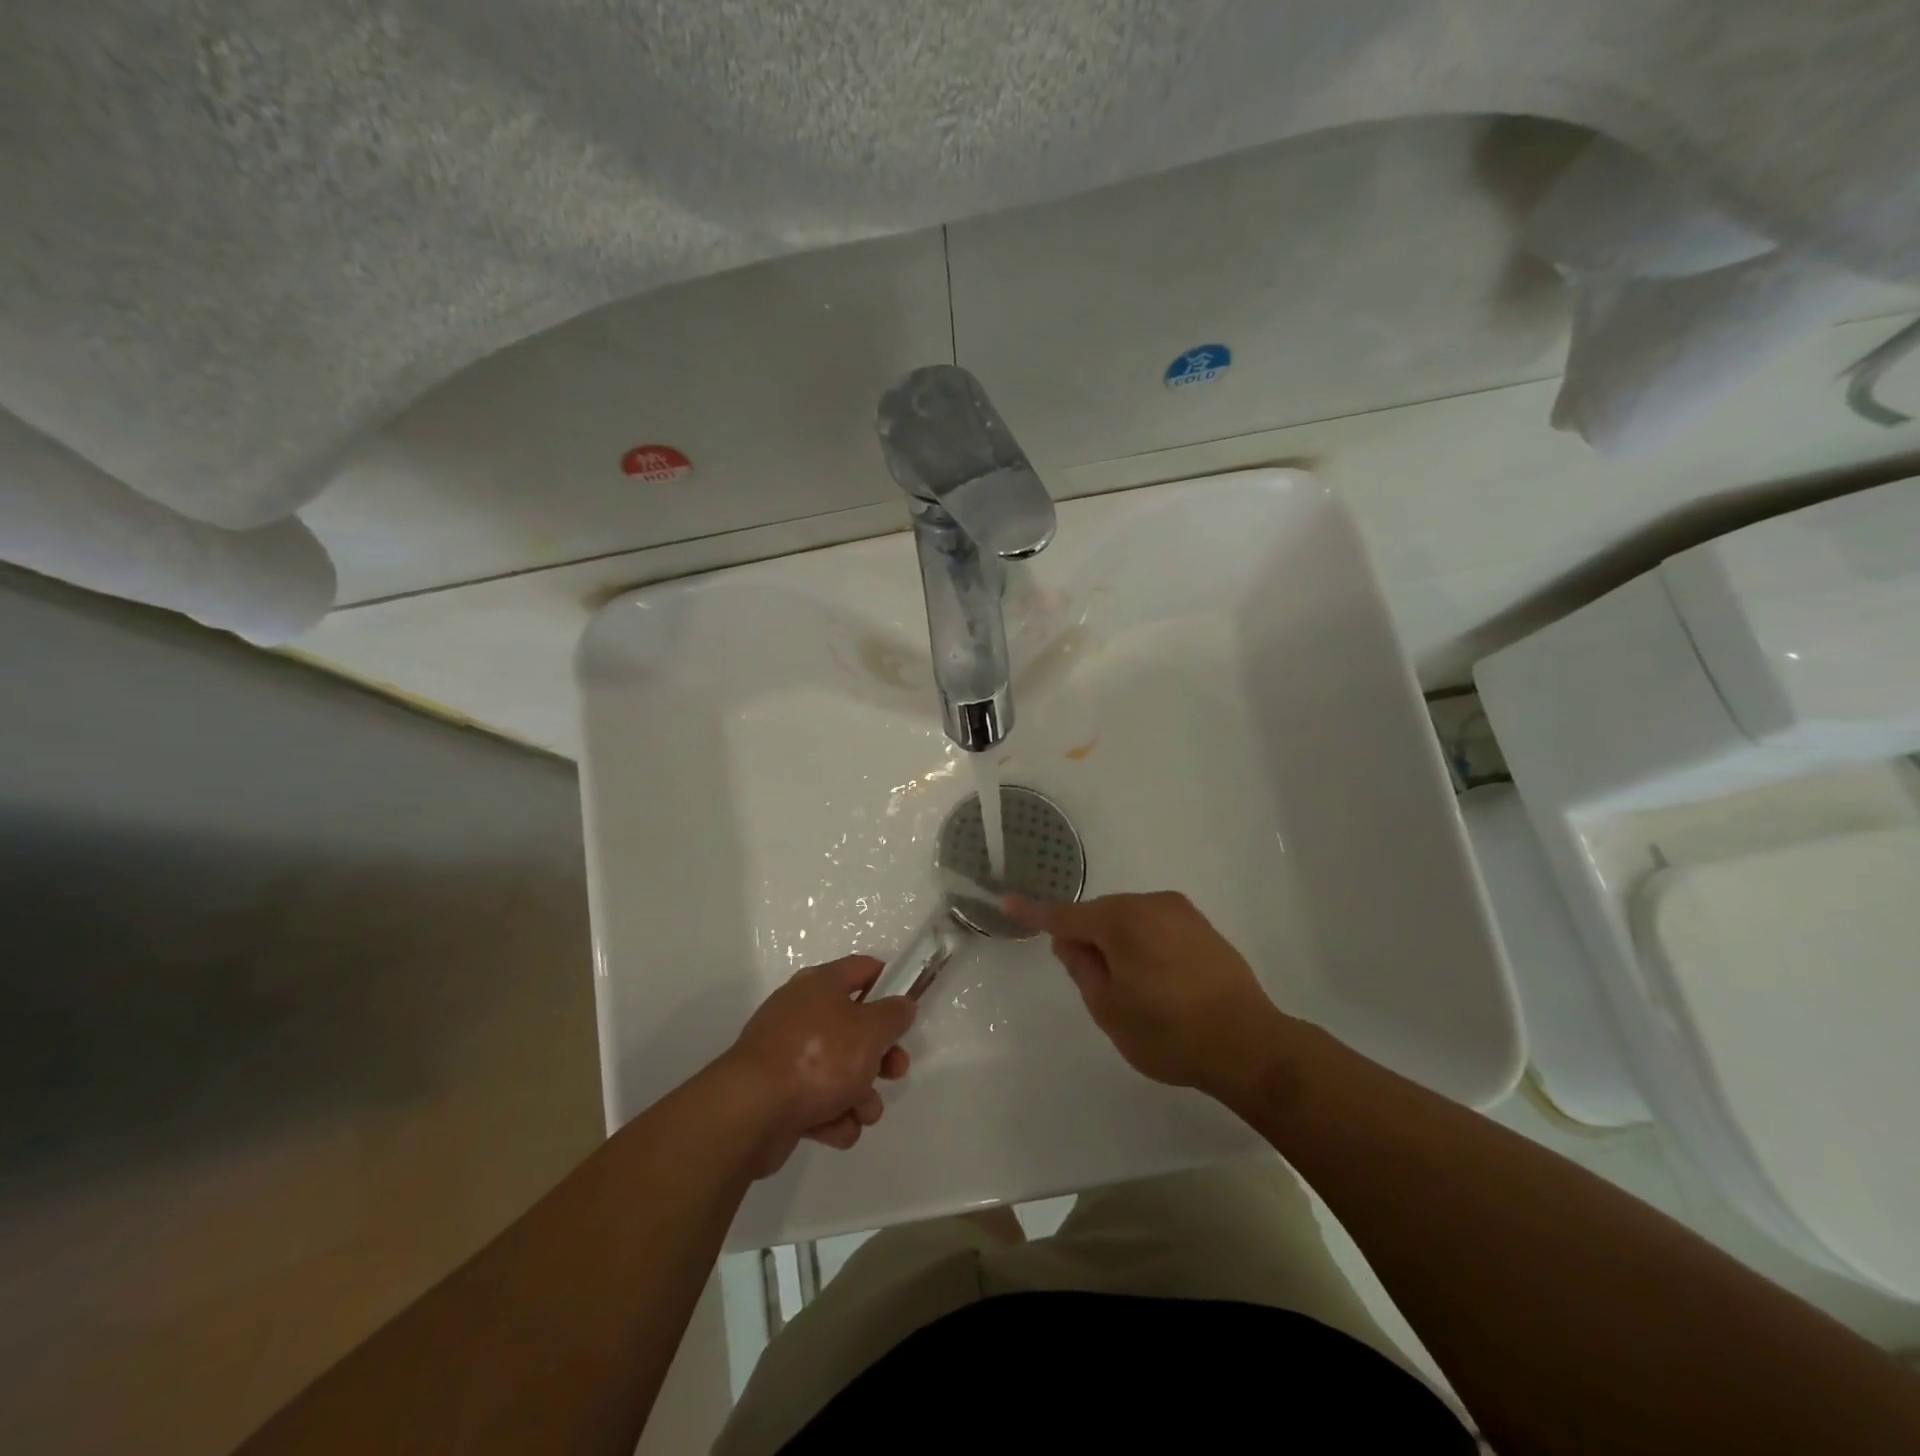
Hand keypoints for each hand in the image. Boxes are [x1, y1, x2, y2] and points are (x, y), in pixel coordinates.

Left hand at [718, 955, 915, 1175]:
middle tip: (896, 1071)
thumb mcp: (869, 1030)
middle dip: (881, 1055)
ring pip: (840, 1070)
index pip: (862, 969)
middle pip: (855, 1026)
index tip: (908, 1006)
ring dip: (860, 1094)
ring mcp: (788, 1054)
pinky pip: (818, 1101)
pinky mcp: (779, 1094)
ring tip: (862, 1113)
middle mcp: (802, 1012)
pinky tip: (837, 1129)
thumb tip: (902, 1004)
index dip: (889, 982)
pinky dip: (833, 1116)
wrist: (751, 1111)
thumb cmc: (818, 1058)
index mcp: (821, 985)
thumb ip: (893, 1015)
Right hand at [1005, 891, 1300, 1102]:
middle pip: (1101, 915)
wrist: (1249, 1045)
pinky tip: (1160, 982)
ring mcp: (1181, 913)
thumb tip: (1070, 942)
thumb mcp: (1109, 1009)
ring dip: (1119, 943)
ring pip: (1130, 920)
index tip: (1007, 902)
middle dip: (1089, 939)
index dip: (1034, 914)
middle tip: (1095, 984)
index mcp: (1122, 921)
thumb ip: (1082, 968)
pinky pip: (1157, 927)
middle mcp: (1151, 904)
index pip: (1065, 915)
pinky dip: (1145, 945)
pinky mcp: (1203, 927)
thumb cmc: (1168, 1032)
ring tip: (1135, 990)